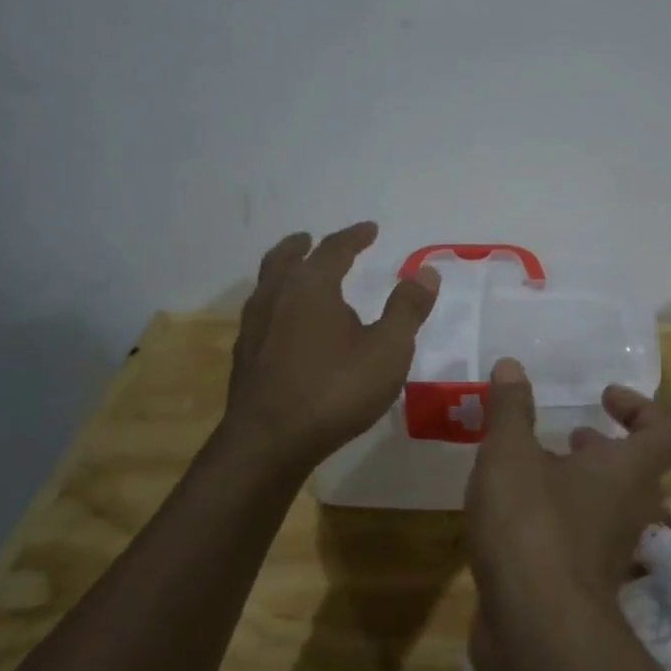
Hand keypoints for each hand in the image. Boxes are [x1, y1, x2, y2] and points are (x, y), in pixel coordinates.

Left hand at [224, 222, 439, 469]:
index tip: (370, 229)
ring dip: (284, 272)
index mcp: (311, 286)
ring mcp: (254, 326)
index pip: (334, 249)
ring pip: (267, 284)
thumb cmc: (335, 390)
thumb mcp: (388, 350)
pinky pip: (261, 313)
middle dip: (303, 246)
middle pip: (286, 258)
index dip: (354, 237)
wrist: (269, 442)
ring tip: (296, 276)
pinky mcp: (244, 356)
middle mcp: (277, 296)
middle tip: (311, 240)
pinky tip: (284, 325)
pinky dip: (275, 303)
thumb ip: (407, 309)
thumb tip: (426, 271)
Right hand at [465, 358, 670, 670]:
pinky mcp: (580, 585)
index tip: (605, 397)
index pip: (663, 432)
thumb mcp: (510, 454)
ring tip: (534, 468)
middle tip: (570, 435)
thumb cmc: (531, 524)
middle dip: (602, 448)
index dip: (641, 408)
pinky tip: (512, 515)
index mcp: (626, 472)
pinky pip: (577, 539)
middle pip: (633, 471)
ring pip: (604, 507)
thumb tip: (511, 365)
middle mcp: (628, 510)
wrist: (535, 630)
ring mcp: (607, 553)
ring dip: (578, 484)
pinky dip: (556, 519)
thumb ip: (510, 409)